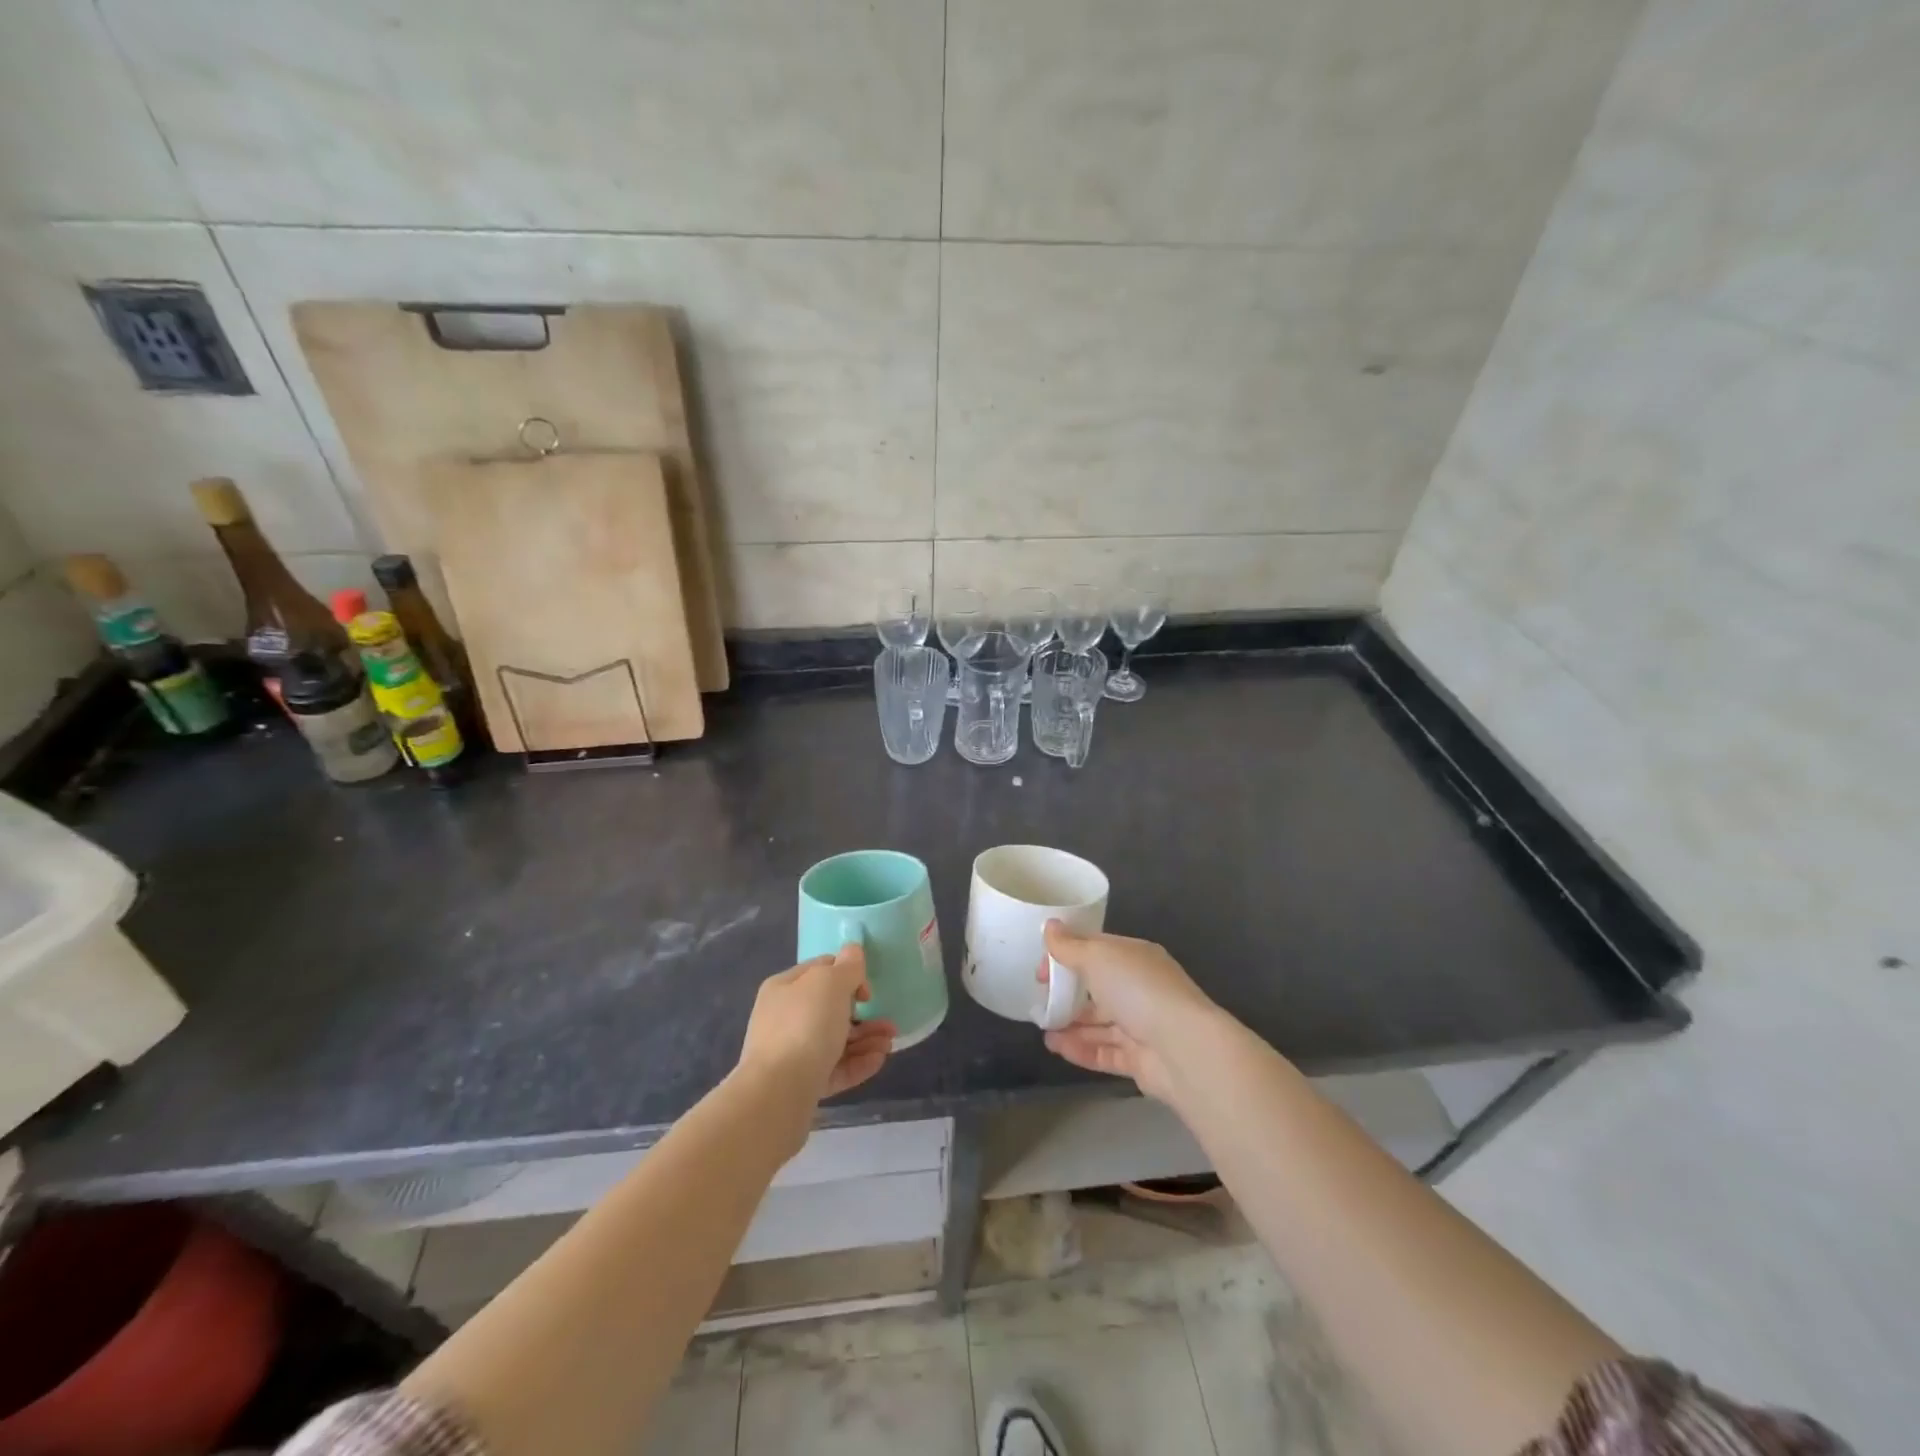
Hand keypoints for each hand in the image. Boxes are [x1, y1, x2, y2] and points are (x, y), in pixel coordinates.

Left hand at [737, 944, 895, 1104]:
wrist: (778, 1092)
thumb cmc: (805, 1025)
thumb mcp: (830, 983)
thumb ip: (847, 966)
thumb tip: (853, 950)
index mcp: (784, 988)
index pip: (820, 970)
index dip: (848, 973)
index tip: (868, 989)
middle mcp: (784, 1018)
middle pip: (830, 1009)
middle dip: (864, 1013)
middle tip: (888, 1023)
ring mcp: (791, 1053)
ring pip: (835, 1040)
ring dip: (866, 1039)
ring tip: (890, 1044)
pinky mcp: (801, 1084)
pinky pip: (834, 1068)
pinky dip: (857, 1063)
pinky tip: (879, 1060)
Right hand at [1040, 922, 1220, 1102]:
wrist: (1183, 1049)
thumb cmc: (1138, 990)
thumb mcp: (1098, 957)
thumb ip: (1069, 946)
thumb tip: (1050, 925)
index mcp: (1135, 957)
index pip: (1096, 950)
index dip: (1066, 955)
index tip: (1041, 969)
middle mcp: (1140, 988)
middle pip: (1097, 988)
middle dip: (1068, 994)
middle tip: (1040, 1001)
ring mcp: (1142, 1025)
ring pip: (1099, 1023)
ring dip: (1070, 1024)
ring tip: (1043, 1029)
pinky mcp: (1140, 1059)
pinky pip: (1104, 1051)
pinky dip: (1081, 1049)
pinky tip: (1056, 1047)